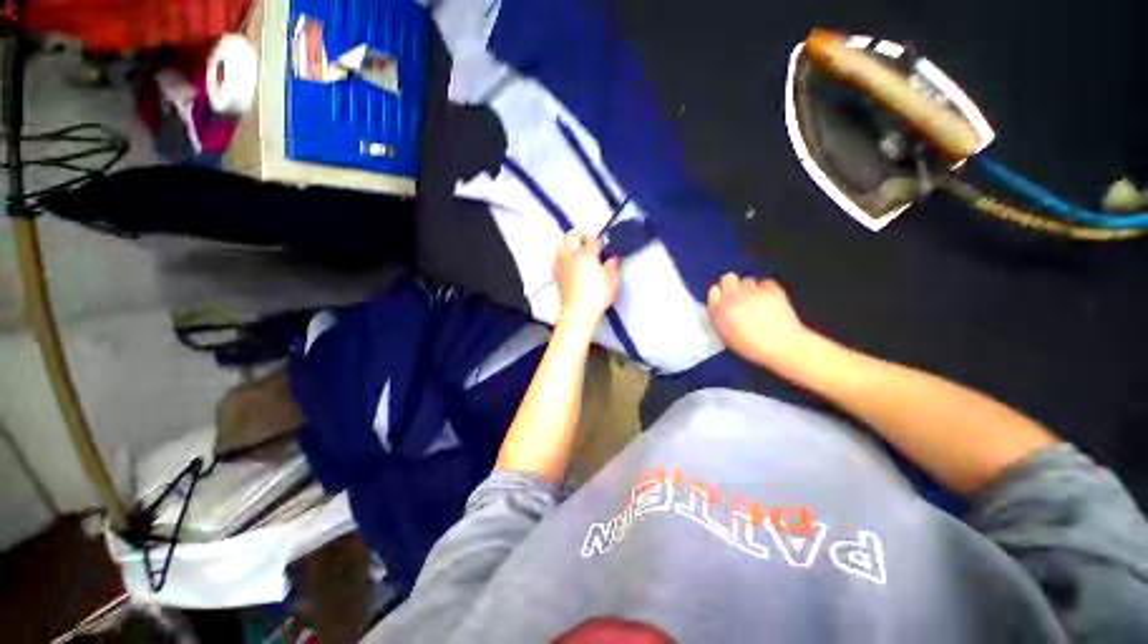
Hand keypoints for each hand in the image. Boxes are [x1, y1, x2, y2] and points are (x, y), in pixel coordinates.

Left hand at [554, 231, 619, 329]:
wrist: (579, 311)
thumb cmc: (595, 296)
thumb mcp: (612, 280)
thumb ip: (612, 266)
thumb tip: (613, 259)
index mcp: (587, 254)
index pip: (593, 241)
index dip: (600, 240)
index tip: (604, 242)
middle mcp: (572, 257)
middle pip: (572, 237)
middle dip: (580, 234)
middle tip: (586, 237)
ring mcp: (562, 266)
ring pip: (560, 246)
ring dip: (567, 242)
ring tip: (573, 245)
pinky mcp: (557, 276)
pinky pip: (556, 260)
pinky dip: (560, 256)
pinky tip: (564, 259)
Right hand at [708, 273, 812, 371]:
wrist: (784, 347)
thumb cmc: (752, 347)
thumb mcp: (727, 336)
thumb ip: (721, 318)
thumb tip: (721, 307)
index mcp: (720, 311)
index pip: (713, 290)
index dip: (719, 294)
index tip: (724, 300)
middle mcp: (734, 298)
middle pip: (728, 278)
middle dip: (732, 285)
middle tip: (739, 296)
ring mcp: (753, 292)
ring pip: (747, 280)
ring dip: (750, 288)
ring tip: (756, 300)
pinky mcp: (772, 289)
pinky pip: (765, 283)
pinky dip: (766, 289)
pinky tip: (769, 301)